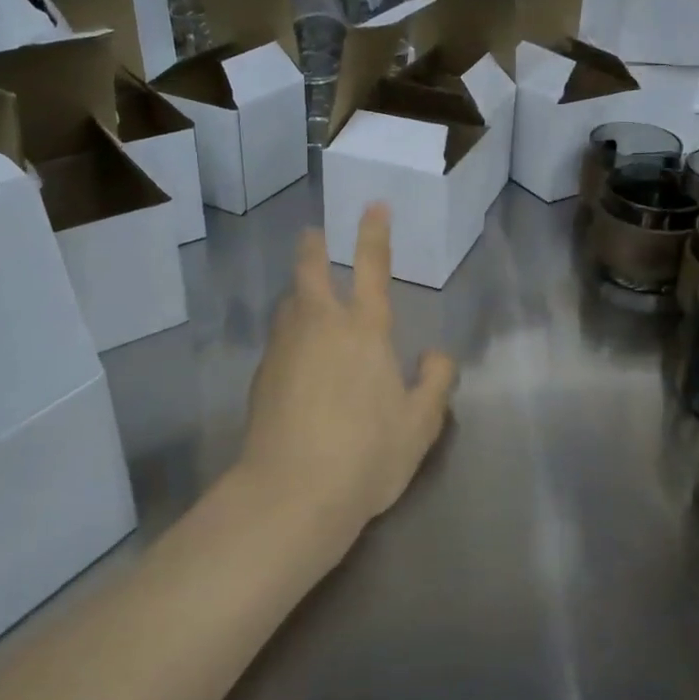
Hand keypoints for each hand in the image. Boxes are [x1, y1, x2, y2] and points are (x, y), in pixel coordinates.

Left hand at [239, 204, 457, 540]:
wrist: (291, 494)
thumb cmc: (366, 455)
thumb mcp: (420, 425)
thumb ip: (436, 383)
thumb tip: (437, 355)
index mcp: (363, 331)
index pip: (371, 267)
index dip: (373, 233)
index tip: (372, 205)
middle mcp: (319, 327)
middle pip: (310, 272)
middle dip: (313, 247)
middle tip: (314, 234)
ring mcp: (284, 350)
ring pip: (288, 305)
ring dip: (298, 293)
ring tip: (307, 299)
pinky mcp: (261, 378)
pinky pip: (279, 342)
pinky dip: (290, 336)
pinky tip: (298, 361)